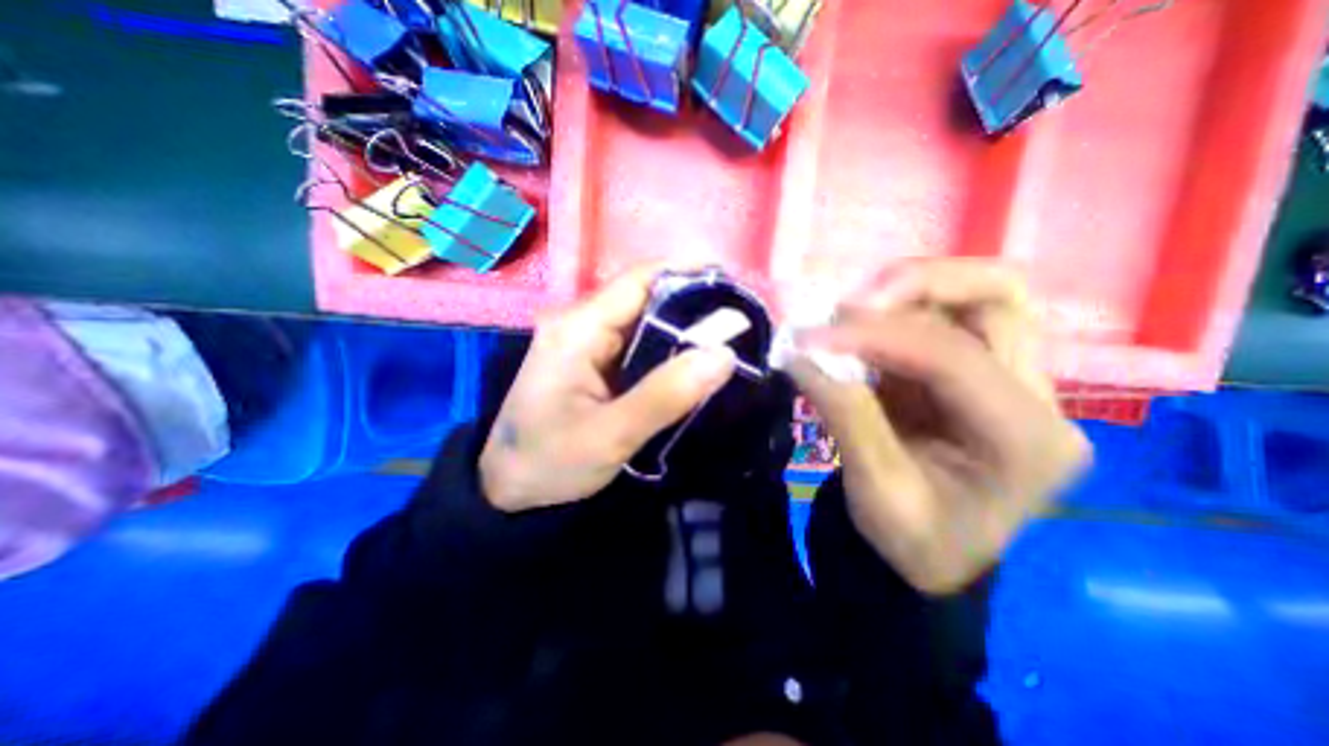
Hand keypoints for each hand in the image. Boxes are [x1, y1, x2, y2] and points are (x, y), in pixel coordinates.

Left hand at [482, 261, 737, 511]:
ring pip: (644, 322)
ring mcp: (585, 342)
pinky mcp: (591, 361)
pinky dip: (667, 349)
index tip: (733, 286)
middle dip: (692, 306)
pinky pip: (637, 344)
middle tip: (741, 322)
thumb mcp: (611, 435)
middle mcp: (580, 323)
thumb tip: (724, 355)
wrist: (508, 488)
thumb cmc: (549, 462)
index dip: (687, 274)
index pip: (640, 280)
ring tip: (727, 339)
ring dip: (683, 329)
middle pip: (645, 298)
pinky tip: (692, 361)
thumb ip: (667, 395)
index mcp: (578, 328)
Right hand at [787, 260, 1088, 594]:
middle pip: (1000, 296)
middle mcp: (1036, 397)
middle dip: (918, 284)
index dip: (875, 336)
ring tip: (848, 312)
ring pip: (975, 295)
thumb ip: (845, 416)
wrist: (929, 553)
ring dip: (906, 290)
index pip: (953, 356)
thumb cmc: (912, 539)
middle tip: (851, 304)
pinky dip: (895, 310)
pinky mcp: (974, 370)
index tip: (811, 338)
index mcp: (1026, 441)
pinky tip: (857, 326)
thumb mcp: (876, 493)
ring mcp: (1010, 377)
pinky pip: (942, 316)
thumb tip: (801, 356)